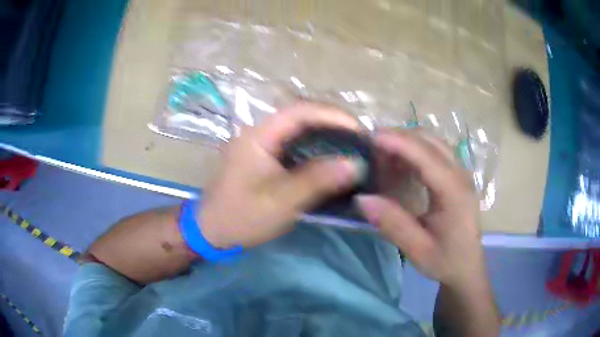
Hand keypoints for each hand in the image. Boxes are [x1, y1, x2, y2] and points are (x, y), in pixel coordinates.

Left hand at [199, 103, 363, 248]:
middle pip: (302, 116)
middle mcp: (261, 132)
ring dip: (327, 136)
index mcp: (259, 135)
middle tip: (360, 140)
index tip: (359, 130)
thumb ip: (318, 180)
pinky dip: (317, 150)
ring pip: (300, 131)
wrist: (212, 231)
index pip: (300, 111)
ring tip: (352, 147)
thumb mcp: (281, 201)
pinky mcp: (266, 158)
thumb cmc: (242, 216)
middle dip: (333, 124)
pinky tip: (332, 161)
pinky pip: (296, 146)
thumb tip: (356, 164)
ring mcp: (263, 144)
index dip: (332, 115)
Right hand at [357, 131, 485, 288]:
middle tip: (371, 146)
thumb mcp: (417, 250)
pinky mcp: (457, 176)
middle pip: (430, 141)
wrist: (467, 267)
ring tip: (382, 152)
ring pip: (433, 142)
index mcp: (454, 193)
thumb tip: (362, 198)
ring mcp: (461, 173)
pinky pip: (435, 151)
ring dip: (407, 141)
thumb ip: (392, 224)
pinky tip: (401, 162)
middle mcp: (460, 175)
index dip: (397, 142)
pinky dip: (415, 149)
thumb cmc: (445, 261)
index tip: (369, 138)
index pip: (425, 156)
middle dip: (400, 136)